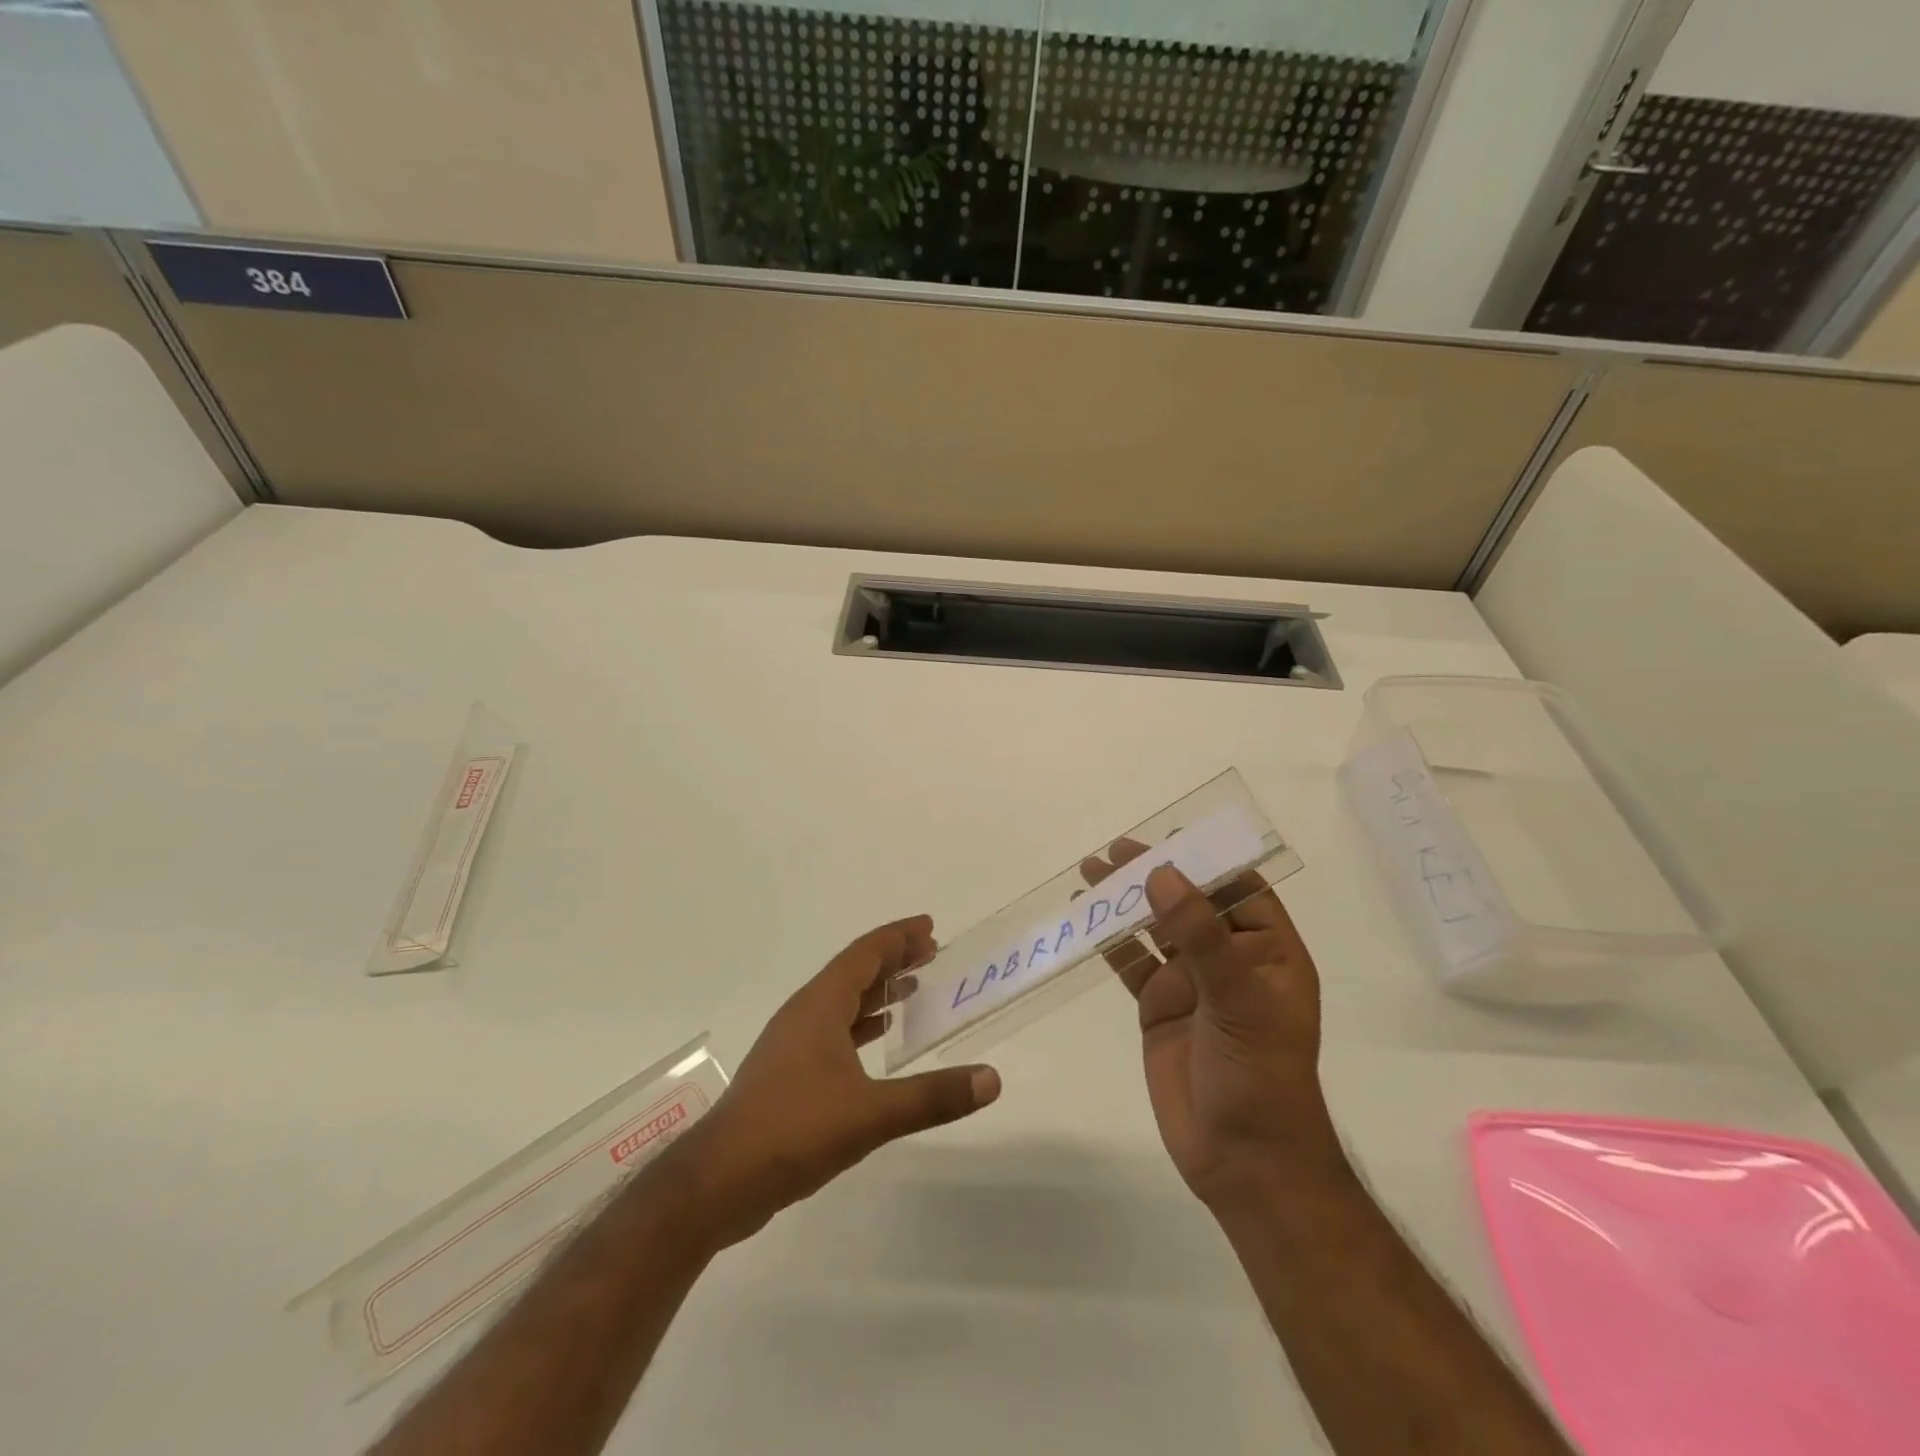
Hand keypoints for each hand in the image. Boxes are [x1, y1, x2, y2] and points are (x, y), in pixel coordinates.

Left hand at [667, 916, 1000, 1248]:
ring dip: (878, 991)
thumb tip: (992, 1079)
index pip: (865, 954)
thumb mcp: (870, 1114)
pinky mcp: (787, 1073)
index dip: (898, 937)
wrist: (718, 1181)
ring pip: (842, 1001)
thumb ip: (932, 1097)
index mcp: (820, 1005)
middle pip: (854, 972)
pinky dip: (861, 1024)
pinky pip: (833, 1030)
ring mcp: (792, 1044)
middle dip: (893, 959)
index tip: (930, 927)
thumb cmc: (793, 1131)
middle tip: (932, 953)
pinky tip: (878, 1039)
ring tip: (913, 989)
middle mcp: (805, 1014)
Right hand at [1080, 845, 1343, 1210]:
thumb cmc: (1260, 1076)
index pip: (1239, 889)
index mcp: (1268, 951)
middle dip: (1154, 873)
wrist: (1243, 1162)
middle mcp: (1229, 959)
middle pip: (1189, 901)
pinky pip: (1131, 963)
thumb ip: (1199, 935)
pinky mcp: (1159, 1007)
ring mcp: (1191, 983)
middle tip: (1112, 849)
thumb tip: (1161, 873)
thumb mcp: (1238, 1000)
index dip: (1205, 859)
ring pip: (1155, 928)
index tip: (1166, 837)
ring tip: (1089, 871)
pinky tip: (1084, 919)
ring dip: (1125, 900)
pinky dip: (1108, 940)